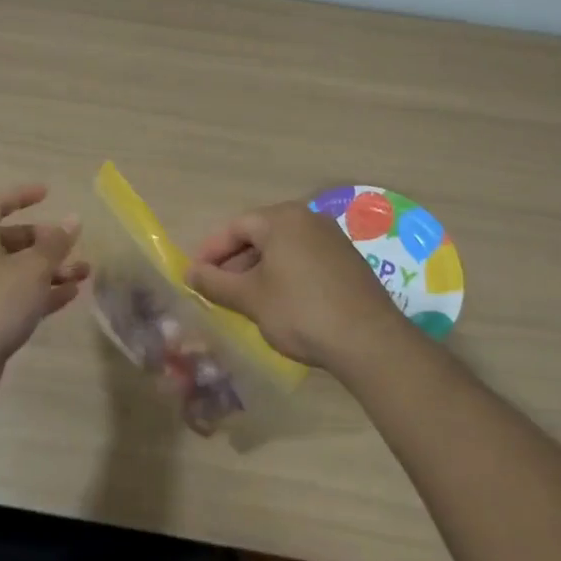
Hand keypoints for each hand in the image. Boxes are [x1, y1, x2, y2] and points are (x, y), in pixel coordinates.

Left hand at [0, 184, 88, 403]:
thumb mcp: (31, 269)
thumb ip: (54, 245)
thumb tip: (72, 219)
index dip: (21, 195)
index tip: (48, 194)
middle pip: (12, 240)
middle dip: (45, 241)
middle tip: (72, 247)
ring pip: (20, 272)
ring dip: (51, 270)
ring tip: (84, 273)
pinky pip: (20, 299)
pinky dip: (43, 294)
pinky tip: (70, 295)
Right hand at [186, 200, 408, 372]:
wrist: (370, 341)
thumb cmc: (300, 312)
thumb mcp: (250, 299)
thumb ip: (215, 283)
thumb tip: (190, 273)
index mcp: (282, 219)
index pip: (235, 227)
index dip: (211, 251)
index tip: (195, 275)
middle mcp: (308, 218)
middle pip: (259, 234)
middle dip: (234, 261)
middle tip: (218, 289)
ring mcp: (332, 238)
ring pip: (283, 248)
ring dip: (259, 269)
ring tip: (245, 299)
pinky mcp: (348, 261)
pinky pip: (304, 258)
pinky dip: (284, 274)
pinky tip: (279, 301)